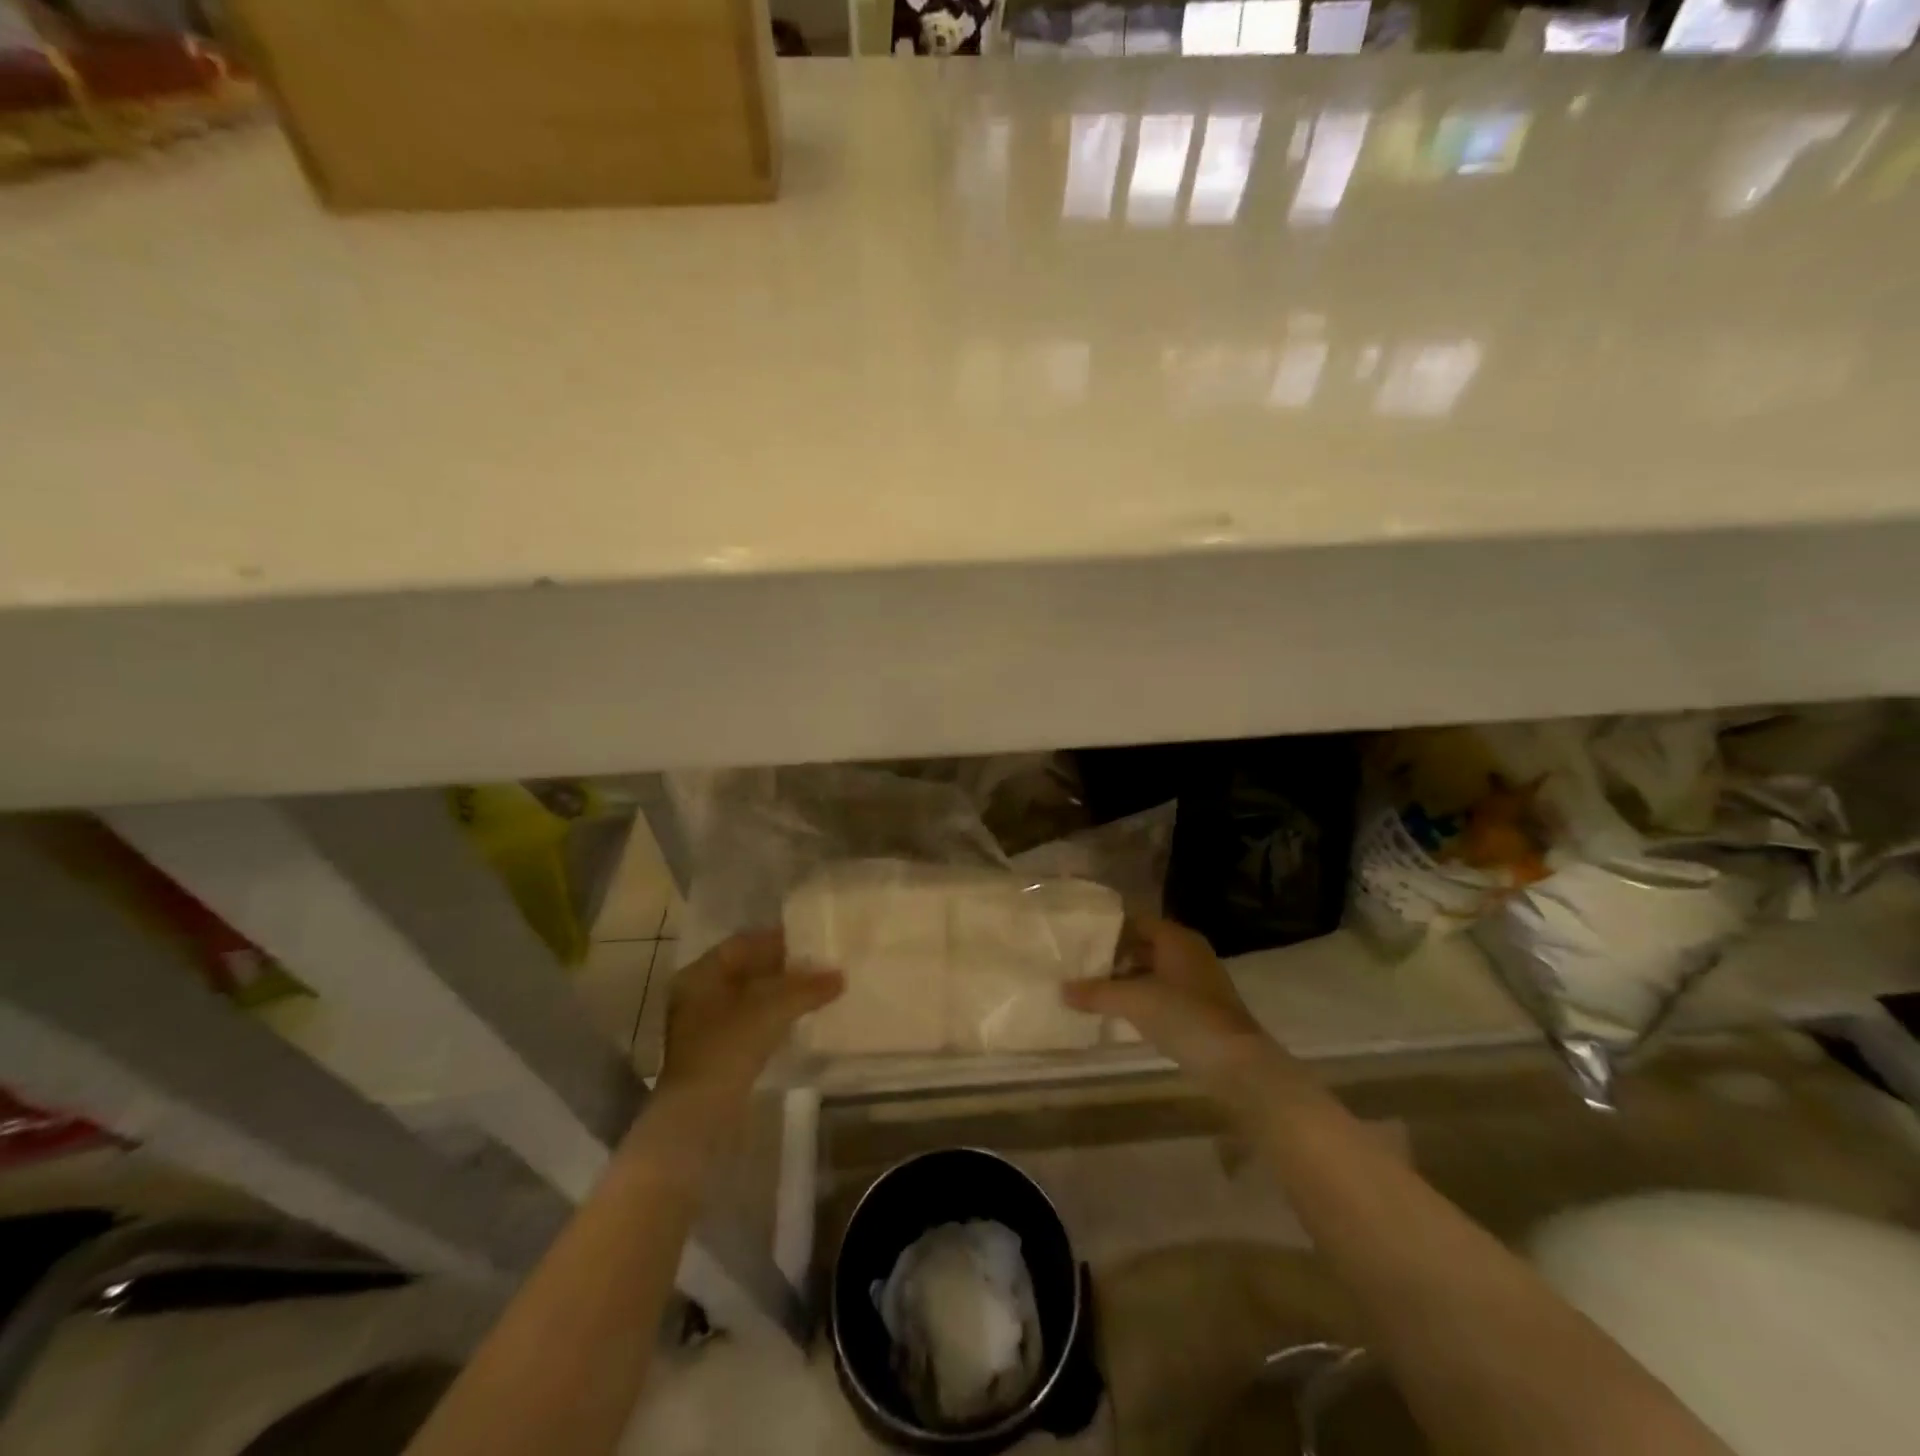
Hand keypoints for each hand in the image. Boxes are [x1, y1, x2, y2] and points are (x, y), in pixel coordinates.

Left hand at [656, 930, 842, 1107]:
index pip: (741, 943)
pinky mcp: (713, 1052)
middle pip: (744, 970)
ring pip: (747, 997)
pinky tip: (796, 1019)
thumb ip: (808, 987)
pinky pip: (746, 1021)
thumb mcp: (774, 1009)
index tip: (808, 939)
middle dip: (780, 967)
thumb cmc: (729, 1046)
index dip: (776, 939)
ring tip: (813, 990)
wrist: (700, 1115)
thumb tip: (840, 976)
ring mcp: (701, 1026)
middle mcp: (695, 994)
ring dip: (778, 993)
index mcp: (700, 974)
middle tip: (816, 964)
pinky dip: (771, 1015)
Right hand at [1063, 916, 1281, 1094]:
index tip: (1082, 944)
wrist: (1236, 1064)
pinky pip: (1166, 992)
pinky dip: (1145, 998)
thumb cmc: (1183, 1016)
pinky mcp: (1204, 1008)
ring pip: (1156, 970)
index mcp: (1177, 938)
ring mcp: (1200, 980)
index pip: (1137, 922)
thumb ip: (1096, 992)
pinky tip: (1125, 1014)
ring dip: (1129, 980)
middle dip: (1116, 957)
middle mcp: (1190, 952)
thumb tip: (1062, 989)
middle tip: (1085, 968)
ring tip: (1098, 992)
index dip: (1109, 931)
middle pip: (1146, 945)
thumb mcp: (1133, 1001)